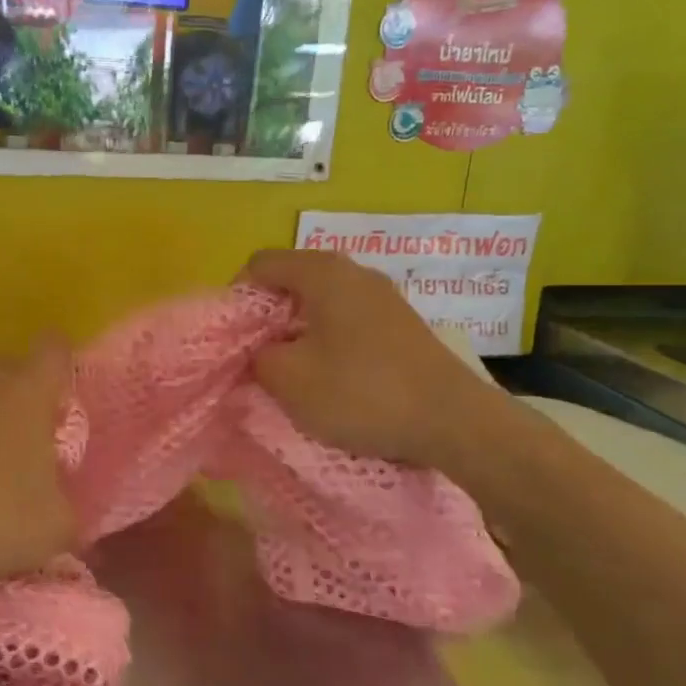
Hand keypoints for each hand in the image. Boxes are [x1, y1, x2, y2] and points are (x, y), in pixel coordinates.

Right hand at [240, 249, 506, 468]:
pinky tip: (330, 375)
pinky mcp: (400, 324)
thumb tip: (258, 351)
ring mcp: (382, 296)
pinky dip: (327, 339)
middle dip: (266, 316)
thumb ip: (257, 357)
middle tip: (256, 355)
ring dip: (296, 330)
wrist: (453, 422)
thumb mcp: (289, 380)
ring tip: (290, 369)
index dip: (236, 296)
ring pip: (320, 302)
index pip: (260, 264)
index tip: (232, 336)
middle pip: (291, 280)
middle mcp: (354, 272)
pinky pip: (347, 319)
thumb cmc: (361, 393)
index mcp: (322, 273)